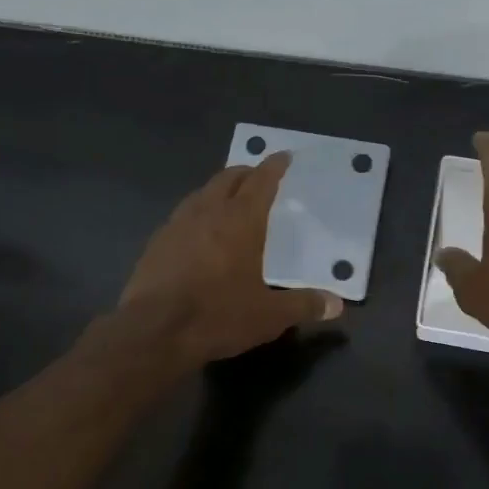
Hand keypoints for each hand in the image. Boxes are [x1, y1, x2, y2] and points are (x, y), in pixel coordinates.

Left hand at [121, 153, 342, 365]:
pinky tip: (198, 232)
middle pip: (227, 178)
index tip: (283, 157)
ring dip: (218, 190)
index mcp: (240, 220)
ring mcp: (176, 225)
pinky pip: (182, 216)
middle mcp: (208, 212)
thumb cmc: (218, 315)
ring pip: (201, 194)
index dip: (273, 167)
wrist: (152, 332)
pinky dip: (197, 214)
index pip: (260, 181)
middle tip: (257, 176)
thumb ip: (304, 305)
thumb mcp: (269, 316)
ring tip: (228, 200)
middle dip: (245, 172)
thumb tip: (336, 305)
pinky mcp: (156, 243)